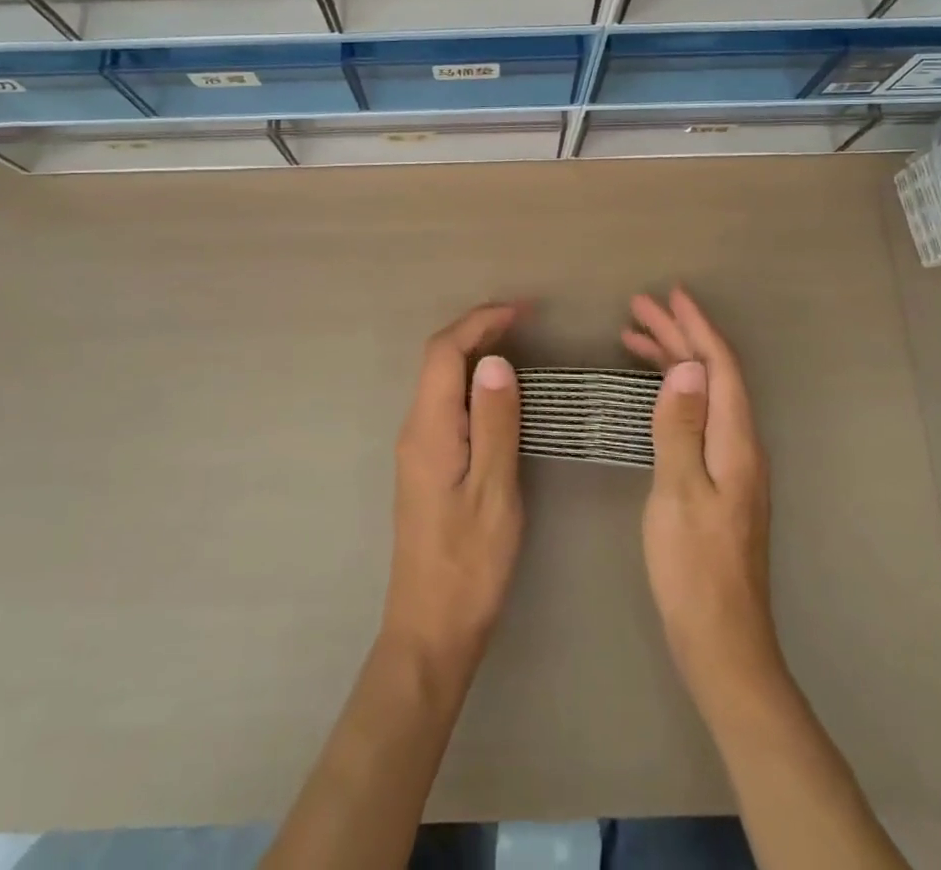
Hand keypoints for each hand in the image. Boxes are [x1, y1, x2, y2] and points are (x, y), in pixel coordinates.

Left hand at [380, 302, 524, 674]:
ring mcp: (417, 448)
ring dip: (474, 354)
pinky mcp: (426, 465)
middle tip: (525, 321)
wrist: (431, 629)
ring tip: (518, 344)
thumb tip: (494, 361)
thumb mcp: (494, 491)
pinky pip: (445, 403)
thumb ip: (494, 423)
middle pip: (438, 360)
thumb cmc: (470, 564)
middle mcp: (414, 429)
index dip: (479, 323)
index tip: (522, 311)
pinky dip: (471, 382)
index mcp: (428, 429)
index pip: (444, 353)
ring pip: (440, 381)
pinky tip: (498, 392)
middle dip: (477, 330)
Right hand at [623, 287, 783, 716]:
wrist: (722, 641)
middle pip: (712, 376)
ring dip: (674, 361)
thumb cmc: (694, 566)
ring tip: (634, 338)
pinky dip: (673, 392)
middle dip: (679, 336)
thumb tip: (686, 368)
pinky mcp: (720, 480)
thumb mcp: (678, 491)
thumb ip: (681, 427)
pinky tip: (652, 392)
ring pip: (704, 394)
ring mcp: (732, 464)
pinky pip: (698, 416)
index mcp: (736, 442)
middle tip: (639, 309)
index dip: (696, 328)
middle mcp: (741, 445)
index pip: (720, 368)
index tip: (670, 295)